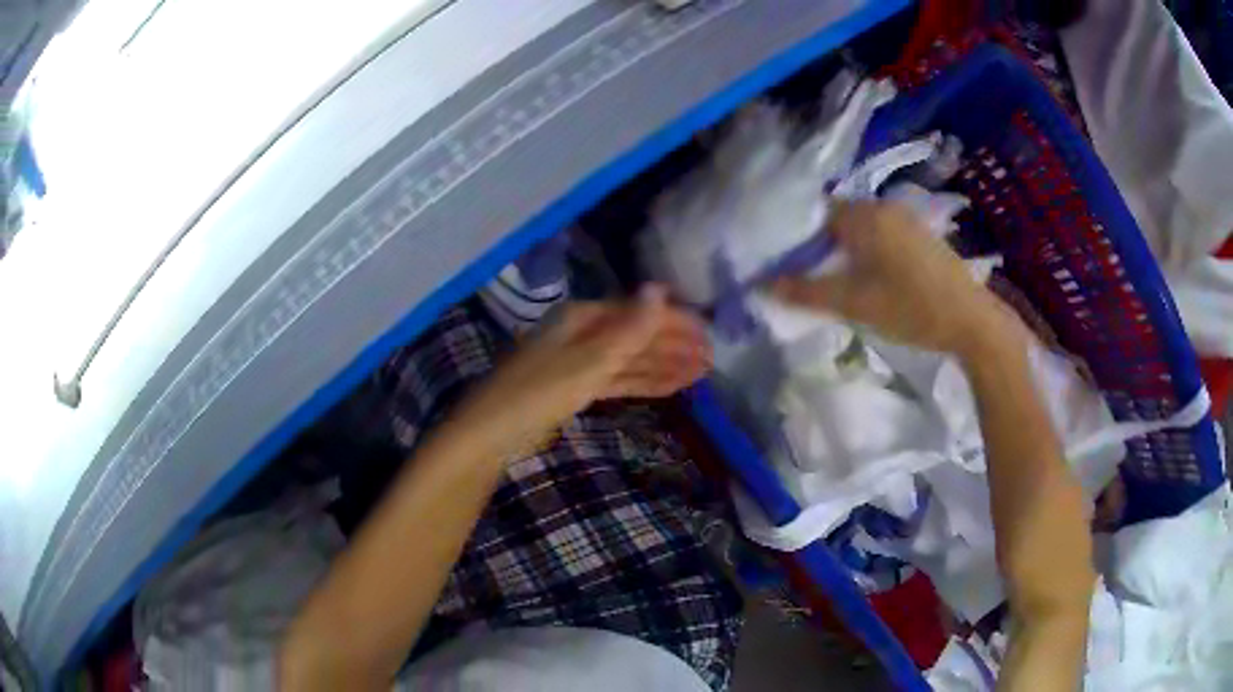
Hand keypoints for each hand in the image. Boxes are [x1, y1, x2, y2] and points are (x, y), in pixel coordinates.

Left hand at [456, 284, 711, 459]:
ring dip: (665, 364)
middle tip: (713, 357)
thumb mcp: (590, 360)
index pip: (639, 312)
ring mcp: (579, 362)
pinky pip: (619, 379)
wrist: (492, 432)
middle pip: (637, 335)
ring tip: (701, 372)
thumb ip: (629, 329)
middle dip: (674, 344)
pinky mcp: (576, 388)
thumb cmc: (539, 391)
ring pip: (631, 359)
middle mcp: (583, 333)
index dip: (675, 321)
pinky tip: (670, 386)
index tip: (709, 333)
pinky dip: (645, 382)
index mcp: (584, 317)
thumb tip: (660, 289)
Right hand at [772, 201, 1021, 357]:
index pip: (817, 214)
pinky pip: (884, 235)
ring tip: (843, 283)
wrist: (971, 321)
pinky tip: (876, 280)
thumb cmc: (910, 308)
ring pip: (864, 228)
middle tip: (815, 278)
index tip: (793, 266)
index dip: (801, 238)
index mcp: (865, 216)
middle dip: (824, 246)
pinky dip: (871, 252)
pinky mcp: (923, 235)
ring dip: (849, 250)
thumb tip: (762, 285)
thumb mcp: (853, 304)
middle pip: (841, 219)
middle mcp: (885, 207)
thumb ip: (805, 292)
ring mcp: (908, 220)